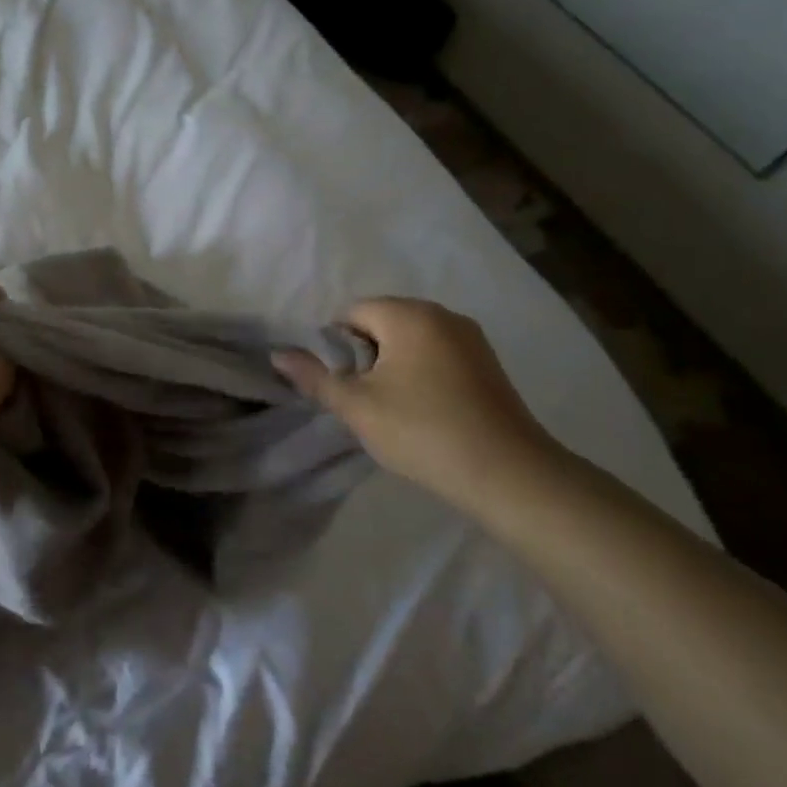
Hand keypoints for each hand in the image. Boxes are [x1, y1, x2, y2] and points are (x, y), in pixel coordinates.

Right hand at [274, 297, 563, 507]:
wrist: (508, 474)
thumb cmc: (422, 431)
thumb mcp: (357, 406)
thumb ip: (315, 377)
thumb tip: (278, 354)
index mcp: (409, 314)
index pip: (353, 312)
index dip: (337, 346)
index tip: (343, 385)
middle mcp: (442, 314)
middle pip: (383, 322)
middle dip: (365, 355)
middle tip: (364, 400)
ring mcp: (471, 338)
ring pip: (411, 340)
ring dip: (393, 366)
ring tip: (393, 409)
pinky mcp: (488, 363)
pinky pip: (438, 354)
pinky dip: (421, 373)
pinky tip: (424, 411)